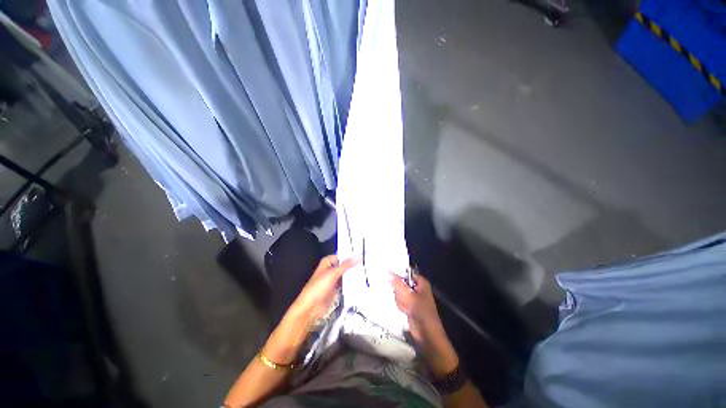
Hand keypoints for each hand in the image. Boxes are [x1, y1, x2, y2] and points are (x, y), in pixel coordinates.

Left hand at [290, 255, 360, 328]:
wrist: (311, 307)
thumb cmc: (317, 288)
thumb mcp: (333, 273)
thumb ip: (346, 265)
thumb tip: (357, 256)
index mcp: (327, 262)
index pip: (342, 255)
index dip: (351, 255)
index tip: (362, 254)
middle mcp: (331, 269)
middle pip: (345, 265)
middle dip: (353, 265)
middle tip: (366, 262)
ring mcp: (334, 279)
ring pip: (346, 274)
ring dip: (353, 274)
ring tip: (366, 271)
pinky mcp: (337, 288)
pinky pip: (346, 283)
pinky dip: (352, 282)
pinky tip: (360, 281)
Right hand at [390, 271, 458, 376]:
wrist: (426, 333)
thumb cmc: (419, 311)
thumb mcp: (407, 295)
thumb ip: (396, 283)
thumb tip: (387, 271)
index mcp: (421, 282)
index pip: (407, 272)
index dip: (398, 272)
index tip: (387, 273)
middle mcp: (417, 287)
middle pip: (402, 282)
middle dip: (398, 289)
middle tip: (400, 295)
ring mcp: (413, 297)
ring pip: (400, 291)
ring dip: (399, 298)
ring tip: (404, 305)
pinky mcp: (410, 305)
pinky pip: (400, 300)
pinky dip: (400, 304)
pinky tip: (403, 309)